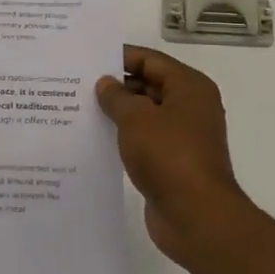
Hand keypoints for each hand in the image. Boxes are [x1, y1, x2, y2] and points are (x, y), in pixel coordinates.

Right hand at [96, 46, 258, 269]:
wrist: (196, 216)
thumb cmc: (169, 155)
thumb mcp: (136, 118)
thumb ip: (117, 97)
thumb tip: (106, 83)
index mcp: (190, 87)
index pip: (151, 60)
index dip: (120, 58)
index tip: (87, 61)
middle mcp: (191, 107)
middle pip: (150, 85)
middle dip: (117, 86)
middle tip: (78, 86)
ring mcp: (184, 137)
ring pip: (146, 115)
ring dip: (119, 114)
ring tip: (81, 110)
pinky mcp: (174, 163)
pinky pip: (145, 141)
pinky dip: (125, 138)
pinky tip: (97, 140)